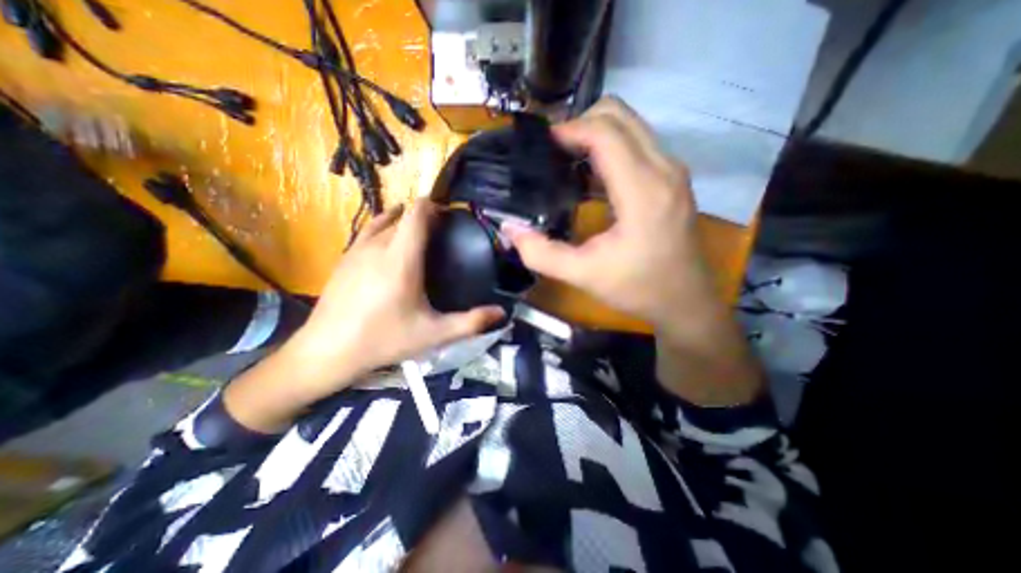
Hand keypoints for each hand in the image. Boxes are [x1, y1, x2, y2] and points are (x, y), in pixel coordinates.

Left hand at [291, 198, 505, 387]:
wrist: (327, 351)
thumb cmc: (384, 339)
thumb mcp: (434, 333)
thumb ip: (471, 322)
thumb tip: (502, 313)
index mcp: (401, 257)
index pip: (417, 212)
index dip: (434, 206)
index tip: (450, 216)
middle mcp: (378, 245)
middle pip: (403, 213)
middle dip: (423, 215)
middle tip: (441, 232)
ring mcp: (357, 249)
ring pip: (384, 219)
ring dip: (403, 219)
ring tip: (419, 235)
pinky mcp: (344, 258)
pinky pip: (368, 231)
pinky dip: (385, 228)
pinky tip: (391, 246)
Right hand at [502, 98, 714, 338]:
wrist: (686, 302)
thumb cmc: (638, 288)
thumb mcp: (583, 275)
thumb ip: (542, 254)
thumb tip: (511, 229)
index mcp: (643, 190)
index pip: (605, 133)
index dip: (569, 129)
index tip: (542, 145)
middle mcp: (664, 169)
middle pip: (620, 115)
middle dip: (581, 122)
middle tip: (553, 151)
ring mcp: (672, 171)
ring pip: (631, 126)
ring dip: (596, 134)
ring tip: (567, 160)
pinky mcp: (672, 180)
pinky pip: (638, 145)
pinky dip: (610, 148)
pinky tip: (590, 176)